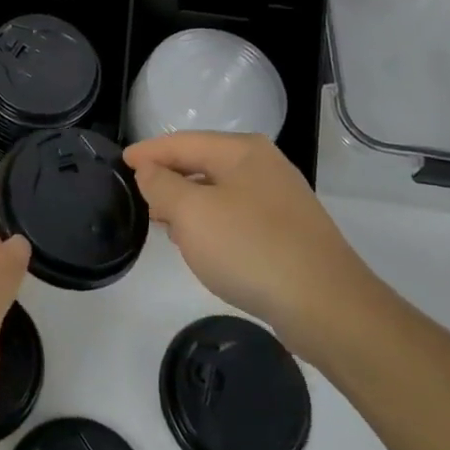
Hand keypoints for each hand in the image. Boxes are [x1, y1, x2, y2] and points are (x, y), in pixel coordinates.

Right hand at [125, 132, 380, 352]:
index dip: (149, 152)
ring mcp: (281, 199)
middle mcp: (264, 165)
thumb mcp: (192, 214)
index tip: (122, 162)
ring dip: (190, 204)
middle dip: (170, 178)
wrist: (327, 307)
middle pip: (203, 163)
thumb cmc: (251, 249)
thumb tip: (150, 171)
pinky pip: (238, 216)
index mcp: (242, 150)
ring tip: (166, 225)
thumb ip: (162, 186)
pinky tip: (204, 247)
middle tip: (141, 197)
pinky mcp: (290, 232)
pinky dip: (213, 224)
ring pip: (220, 191)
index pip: (182, 142)